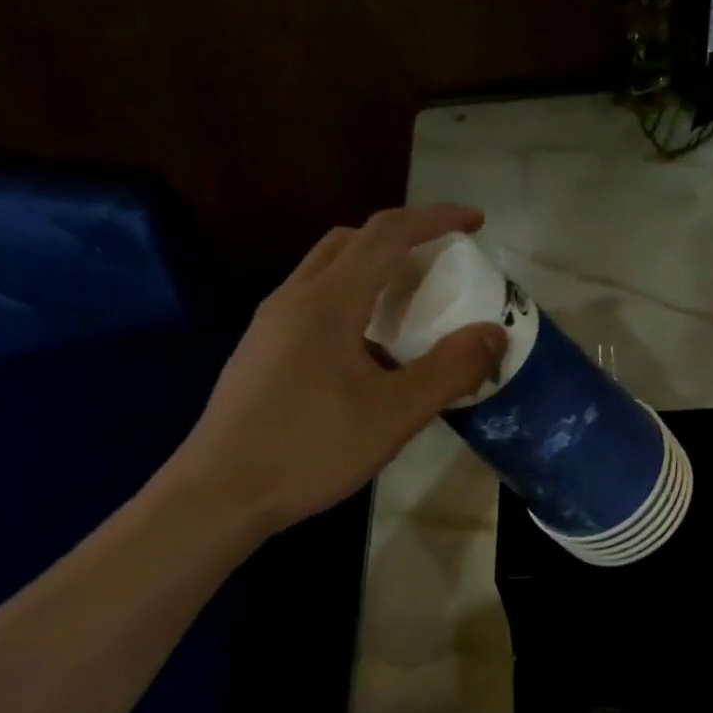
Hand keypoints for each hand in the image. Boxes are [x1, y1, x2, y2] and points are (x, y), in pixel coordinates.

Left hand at [171, 205, 505, 537]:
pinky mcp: (261, 350)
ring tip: (410, 307)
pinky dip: (352, 301)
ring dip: (374, 270)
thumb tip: (494, 334)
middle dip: (403, 239)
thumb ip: (449, 370)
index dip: (435, 219)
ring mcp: (270, 323)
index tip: (475, 222)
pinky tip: (368, 351)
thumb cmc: (310, 450)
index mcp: (328, 301)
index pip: (387, 234)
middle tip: (442, 264)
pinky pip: (314, 302)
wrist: (219, 494)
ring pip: (328, 271)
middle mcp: (294, 297)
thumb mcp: (394, 415)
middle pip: (352, 241)